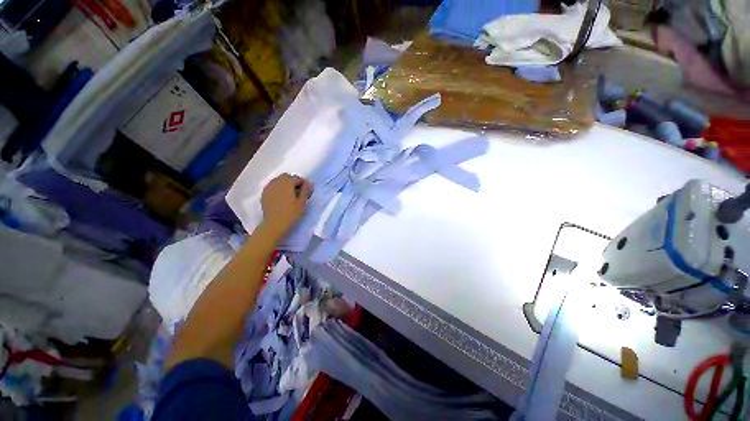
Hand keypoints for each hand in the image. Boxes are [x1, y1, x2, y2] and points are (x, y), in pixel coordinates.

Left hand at [260, 173, 311, 238]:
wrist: (274, 224)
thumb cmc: (291, 213)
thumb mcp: (302, 202)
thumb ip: (306, 190)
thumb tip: (309, 183)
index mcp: (287, 182)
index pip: (297, 178)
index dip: (303, 184)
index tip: (306, 192)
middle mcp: (276, 182)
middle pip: (286, 177)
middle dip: (293, 182)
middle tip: (298, 192)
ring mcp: (269, 187)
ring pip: (278, 181)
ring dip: (285, 185)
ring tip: (289, 195)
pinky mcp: (264, 194)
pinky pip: (272, 187)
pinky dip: (278, 189)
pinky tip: (281, 198)